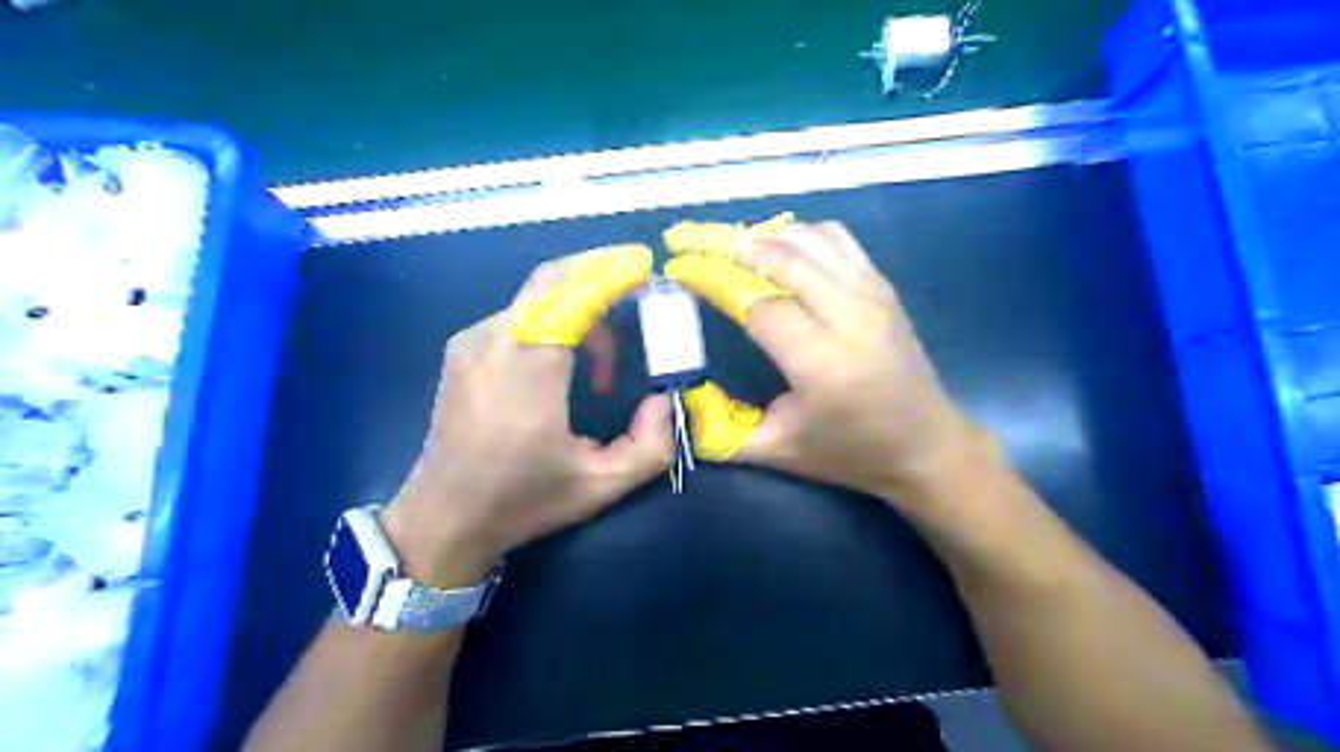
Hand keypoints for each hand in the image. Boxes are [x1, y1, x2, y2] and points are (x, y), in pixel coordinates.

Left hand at [380, 248, 670, 588]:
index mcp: (528, 372)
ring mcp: (472, 341)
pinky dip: (552, 320)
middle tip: (635, 297)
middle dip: (598, 277)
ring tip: (601, 367)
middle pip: (552, 281)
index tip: (645, 263)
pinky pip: (518, 314)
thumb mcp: (599, 487)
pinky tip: (564, 365)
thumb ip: (649, 447)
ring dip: (577, 310)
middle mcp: (494, 342)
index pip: (573, 298)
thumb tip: (664, 400)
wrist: (443, 517)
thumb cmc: (521, 501)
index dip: (611, 274)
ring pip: (536, 296)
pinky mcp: (463, 349)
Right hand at [664, 219, 979, 510]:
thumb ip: (719, 429)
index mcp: (821, 362)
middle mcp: (850, 315)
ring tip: (724, 248)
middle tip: (685, 240)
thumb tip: (677, 396)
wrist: (926, 445)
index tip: (675, 269)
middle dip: (723, 242)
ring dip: (759, 237)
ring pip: (806, 238)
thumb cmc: (849, 453)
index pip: (754, 301)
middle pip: (778, 256)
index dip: (709, 279)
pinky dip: (797, 235)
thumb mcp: (777, 451)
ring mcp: (872, 293)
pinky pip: (835, 238)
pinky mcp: (883, 285)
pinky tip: (776, 251)